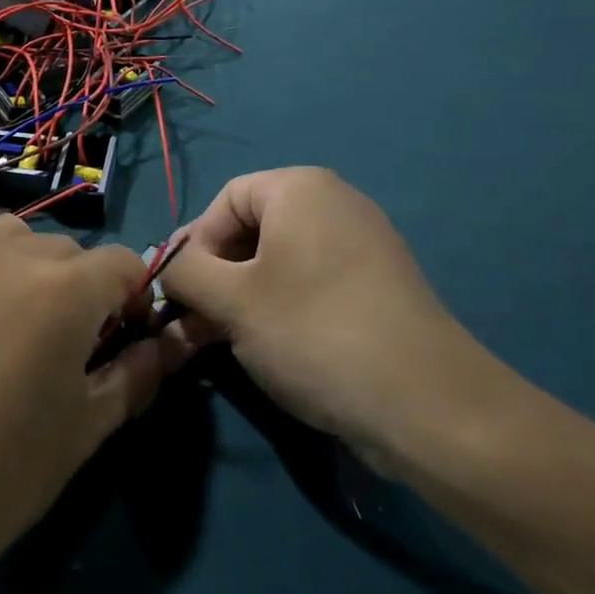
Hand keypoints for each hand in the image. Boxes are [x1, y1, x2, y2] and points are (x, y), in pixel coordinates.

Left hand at [0, 206, 169, 577]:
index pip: (123, 264)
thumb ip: (136, 374)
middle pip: (68, 251)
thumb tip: (166, 345)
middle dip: (79, 290)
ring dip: (23, 265)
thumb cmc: (0, 476)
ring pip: (10, 233)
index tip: (119, 340)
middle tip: (58, 345)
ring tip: (5, 318)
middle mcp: (11, 253)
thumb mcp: (87, 429)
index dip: (131, 301)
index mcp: (66, 290)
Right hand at [158, 168, 501, 476]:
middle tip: (193, 326)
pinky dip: (279, 309)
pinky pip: (311, 284)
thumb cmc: (313, 332)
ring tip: (220, 343)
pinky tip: (267, 348)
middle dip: (214, 278)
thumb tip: (168, 267)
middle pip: (251, 231)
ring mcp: (362, 246)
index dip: (193, 244)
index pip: (224, 201)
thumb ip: (185, 272)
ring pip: (278, 263)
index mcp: (300, 189)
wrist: (426, 404)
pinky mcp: (377, 287)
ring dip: (240, 299)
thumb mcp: (231, 301)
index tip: (179, 294)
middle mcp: (335, 204)